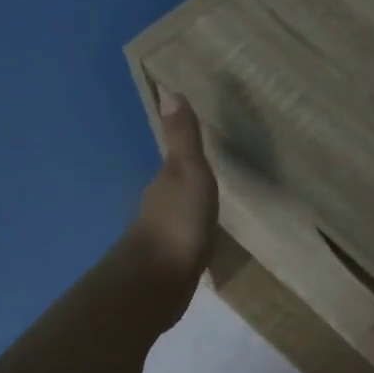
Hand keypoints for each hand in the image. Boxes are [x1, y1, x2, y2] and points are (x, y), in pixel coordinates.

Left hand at [131, 89, 218, 283]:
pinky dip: (196, 236)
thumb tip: (169, 90)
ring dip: (193, 210)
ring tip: (216, 207)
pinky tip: (207, 242)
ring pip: (180, 214)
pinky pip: (187, 241)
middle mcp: (159, 205)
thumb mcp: (188, 174)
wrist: (157, 282)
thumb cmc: (178, 223)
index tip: (205, 145)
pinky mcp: (171, 262)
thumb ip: (183, 139)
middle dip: (192, 181)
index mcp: (165, 182)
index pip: (177, 160)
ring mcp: (164, 236)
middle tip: (215, 174)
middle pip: (177, 187)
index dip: (189, 152)